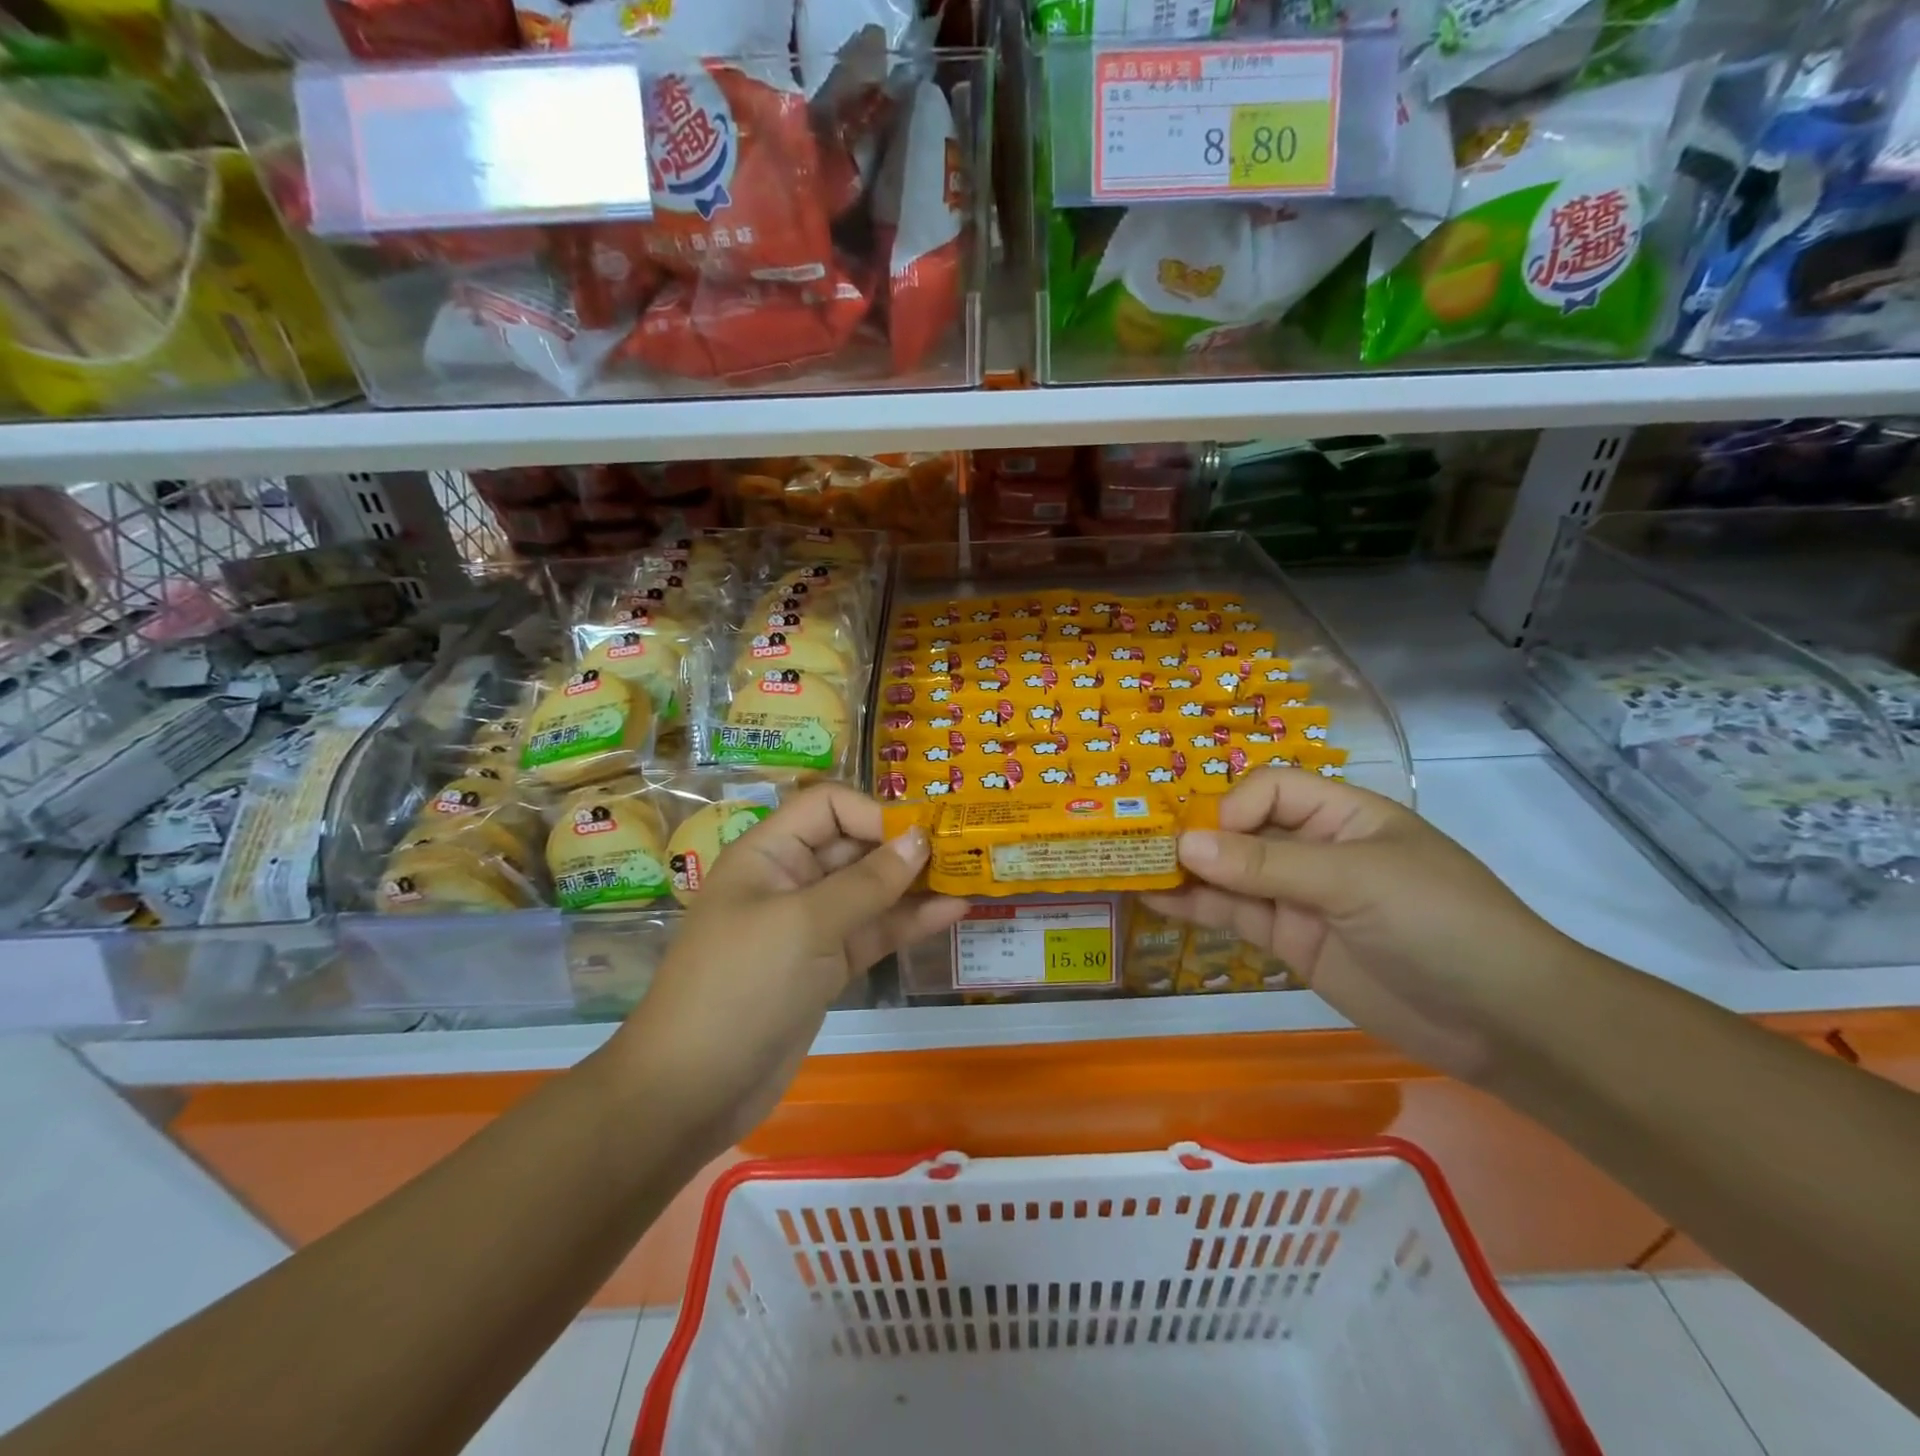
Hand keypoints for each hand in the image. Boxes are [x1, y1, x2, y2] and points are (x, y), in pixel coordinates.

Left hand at [611, 783, 967, 1146]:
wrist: (690, 1091)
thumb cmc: (741, 987)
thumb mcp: (805, 924)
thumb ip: (868, 881)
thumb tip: (920, 838)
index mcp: (769, 853)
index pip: (828, 807)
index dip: (874, 813)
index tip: (923, 834)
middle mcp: (790, 880)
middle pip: (854, 846)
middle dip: (903, 847)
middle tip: (964, 851)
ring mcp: (809, 927)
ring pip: (870, 892)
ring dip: (914, 885)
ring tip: (970, 877)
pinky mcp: (826, 967)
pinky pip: (872, 933)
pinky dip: (908, 923)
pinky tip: (951, 913)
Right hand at [1145, 768, 1585, 1080]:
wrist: (1503, 1022)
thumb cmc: (1440, 923)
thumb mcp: (1355, 881)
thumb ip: (1267, 866)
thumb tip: (1184, 845)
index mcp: (1342, 814)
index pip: (1269, 790)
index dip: (1232, 809)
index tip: (1206, 842)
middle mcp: (1314, 849)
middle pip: (1241, 830)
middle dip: (1195, 838)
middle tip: (1140, 851)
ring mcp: (1300, 897)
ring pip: (1230, 875)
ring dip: (1185, 874)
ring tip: (1132, 873)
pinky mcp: (1291, 942)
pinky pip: (1236, 917)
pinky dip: (1197, 909)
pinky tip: (1156, 903)